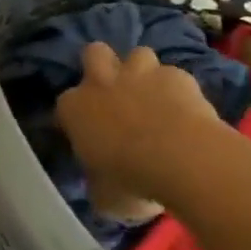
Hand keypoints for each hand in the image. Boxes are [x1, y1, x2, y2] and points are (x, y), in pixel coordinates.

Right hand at [54, 44, 221, 214]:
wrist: (184, 160)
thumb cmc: (132, 181)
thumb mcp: (104, 196)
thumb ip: (98, 183)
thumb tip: (102, 186)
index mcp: (74, 108)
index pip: (64, 106)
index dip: (76, 119)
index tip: (87, 137)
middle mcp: (101, 82)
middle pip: (94, 53)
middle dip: (102, 65)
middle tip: (114, 92)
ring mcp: (140, 74)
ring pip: (137, 54)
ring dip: (142, 72)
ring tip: (153, 96)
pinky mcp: (178, 76)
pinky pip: (174, 76)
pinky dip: (177, 90)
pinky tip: (187, 110)